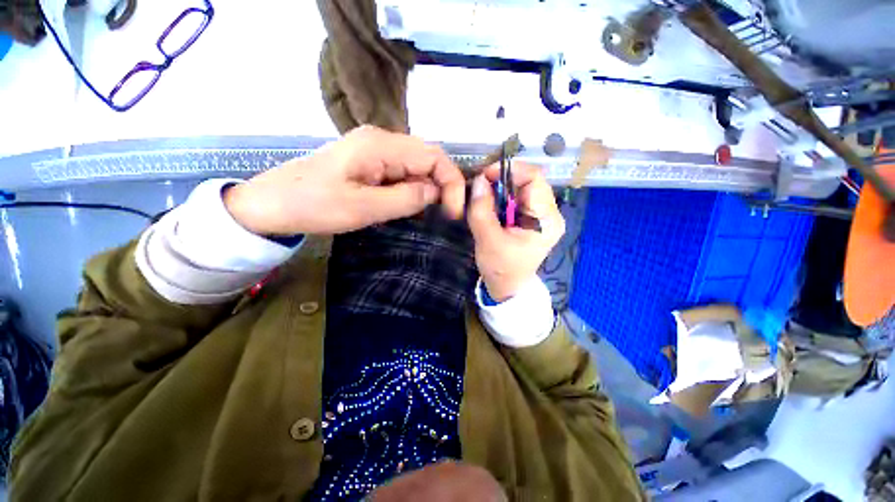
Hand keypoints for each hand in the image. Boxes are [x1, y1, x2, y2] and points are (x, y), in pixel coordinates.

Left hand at [224, 126, 465, 235]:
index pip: (433, 155)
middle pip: (428, 159)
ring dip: (428, 190)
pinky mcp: (370, 164)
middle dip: (443, 187)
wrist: (271, 205)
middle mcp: (382, 141)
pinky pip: (403, 174)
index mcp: (380, 145)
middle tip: (445, 217)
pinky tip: (411, 207)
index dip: (451, 182)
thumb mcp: (362, 207)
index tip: (453, 213)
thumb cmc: (312, 205)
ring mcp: (375, 152)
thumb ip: (405, 198)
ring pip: (417, 168)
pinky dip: (414, 191)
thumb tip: (435, 191)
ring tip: (429, 215)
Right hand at [467, 163, 565, 301]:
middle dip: (503, 180)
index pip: (534, 178)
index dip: (509, 171)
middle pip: (529, 181)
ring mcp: (543, 216)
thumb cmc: (500, 269)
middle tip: (481, 186)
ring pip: (522, 188)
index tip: (485, 175)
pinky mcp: (533, 219)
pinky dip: (503, 197)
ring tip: (484, 197)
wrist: (508, 288)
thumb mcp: (487, 240)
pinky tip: (491, 205)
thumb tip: (478, 181)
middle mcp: (550, 214)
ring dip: (501, 189)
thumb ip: (481, 209)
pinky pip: (518, 198)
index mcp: (546, 219)